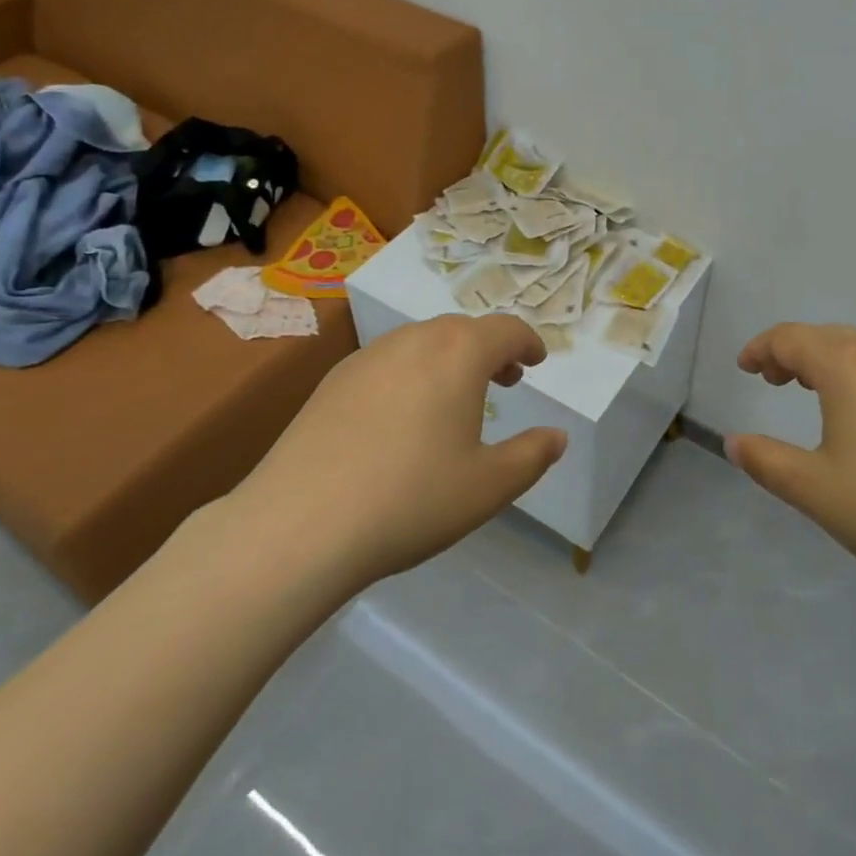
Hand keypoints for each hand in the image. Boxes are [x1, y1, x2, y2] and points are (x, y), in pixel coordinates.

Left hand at [227, 315, 566, 594]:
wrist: (298, 525)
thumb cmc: (411, 500)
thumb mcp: (488, 486)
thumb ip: (532, 456)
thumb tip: (557, 437)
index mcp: (459, 353)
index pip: (506, 330)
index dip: (528, 342)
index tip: (536, 360)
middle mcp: (415, 340)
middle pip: (463, 330)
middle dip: (490, 350)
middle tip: (505, 381)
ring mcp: (368, 357)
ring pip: (422, 343)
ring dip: (449, 359)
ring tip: (455, 399)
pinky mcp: (332, 381)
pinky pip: (387, 362)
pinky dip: (411, 374)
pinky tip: (402, 418)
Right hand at [729, 324, 855, 617]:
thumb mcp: (814, 490)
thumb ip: (766, 461)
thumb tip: (734, 442)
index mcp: (847, 365)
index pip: (791, 338)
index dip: (761, 348)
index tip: (744, 368)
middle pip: (827, 337)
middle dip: (793, 352)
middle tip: (773, 380)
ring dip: (829, 361)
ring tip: (813, 391)